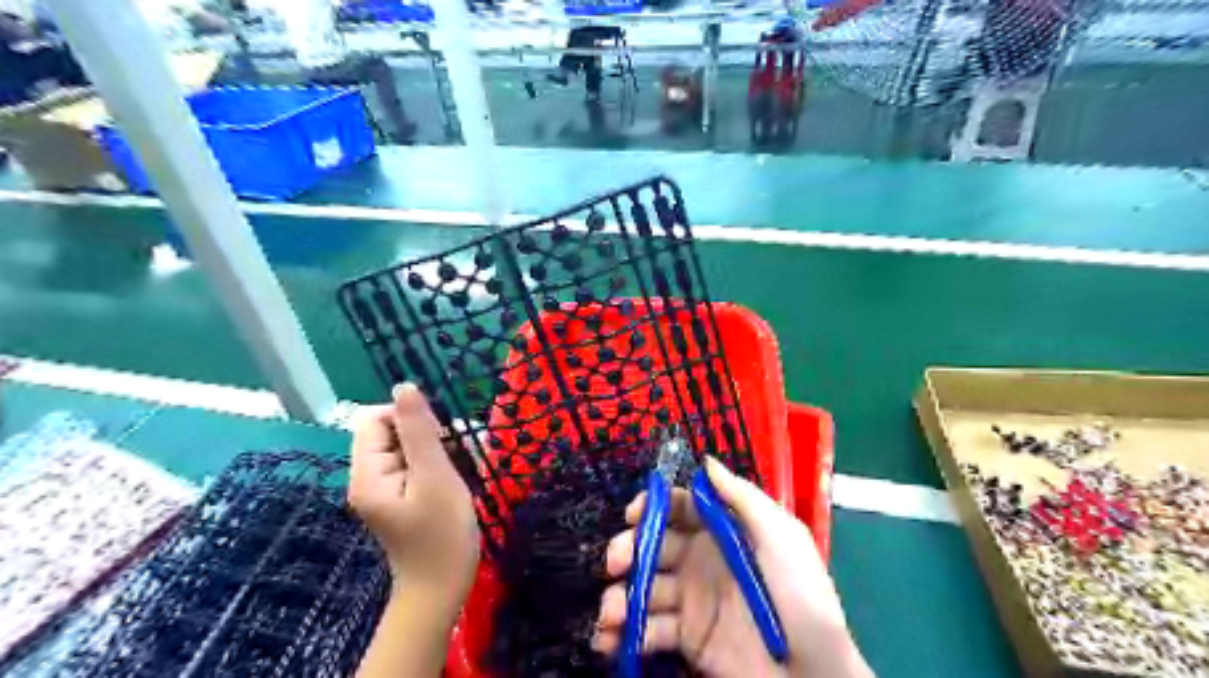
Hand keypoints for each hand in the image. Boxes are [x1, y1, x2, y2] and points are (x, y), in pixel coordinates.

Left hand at [347, 384, 478, 616]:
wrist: (443, 588)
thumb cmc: (442, 533)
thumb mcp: (435, 476)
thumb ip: (419, 430)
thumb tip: (404, 386)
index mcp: (368, 473)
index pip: (374, 419)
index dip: (407, 416)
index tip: (441, 435)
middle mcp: (369, 477)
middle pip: (392, 432)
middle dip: (431, 434)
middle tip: (461, 453)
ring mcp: (386, 488)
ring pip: (410, 447)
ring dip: (442, 449)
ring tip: (467, 467)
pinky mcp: (402, 497)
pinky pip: (418, 465)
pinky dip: (441, 464)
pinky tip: (462, 477)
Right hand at [594, 459, 870, 675]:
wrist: (812, 675)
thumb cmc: (800, 595)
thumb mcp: (781, 536)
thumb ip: (742, 497)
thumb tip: (707, 461)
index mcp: (723, 532)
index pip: (679, 508)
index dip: (654, 507)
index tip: (634, 515)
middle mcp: (701, 560)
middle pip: (652, 545)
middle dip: (627, 549)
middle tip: (616, 563)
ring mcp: (691, 600)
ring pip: (643, 588)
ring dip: (619, 596)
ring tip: (612, 613)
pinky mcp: (686, 638)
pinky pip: (648, 630)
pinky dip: (623, 633)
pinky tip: (610, 639)